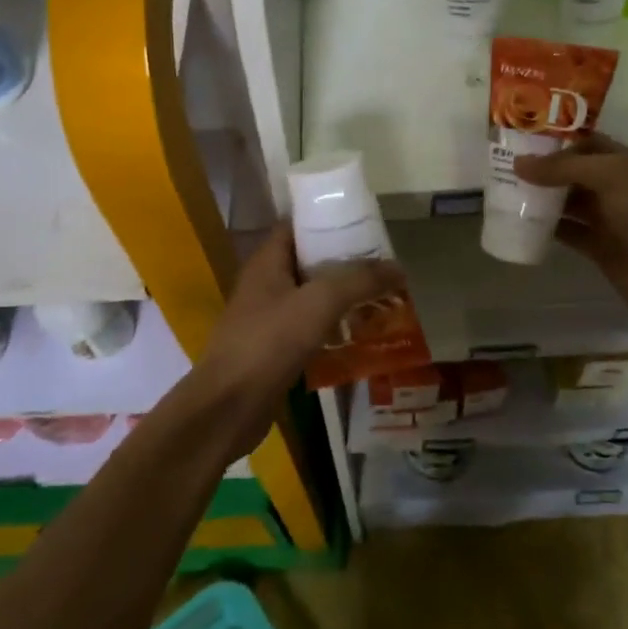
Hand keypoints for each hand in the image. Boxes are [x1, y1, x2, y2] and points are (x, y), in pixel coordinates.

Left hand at [190, 223, 402, 455]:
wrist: (229, 406)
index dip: (329, 221)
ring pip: (311, 297)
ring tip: (380, 297)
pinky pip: (309, 327)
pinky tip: (360, 333)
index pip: (298, 226)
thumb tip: (398, 267)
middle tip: (382, 266)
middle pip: (308, 261)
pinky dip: (333, 326)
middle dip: (344, 262)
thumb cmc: (269, 342)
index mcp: (267, 262)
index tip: (365, 226)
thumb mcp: (320, 303)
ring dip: (342, 297)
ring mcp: (267, 318)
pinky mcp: (274, 349)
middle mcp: (265, 284)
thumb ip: (359, 281)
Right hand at [511, 135, 627, 332]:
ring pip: (570, 203)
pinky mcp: (600, 248)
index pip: (589, 144)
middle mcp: (618, 188)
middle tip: (507, 166)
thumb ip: (563, 169)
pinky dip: (548, 228)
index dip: (560, 141)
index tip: (525, 140)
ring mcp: (609, 219)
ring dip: (544, 198)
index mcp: (627, 164)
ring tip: (508, 192)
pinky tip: (522, 223)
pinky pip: (569, 232)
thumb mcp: (608, 177)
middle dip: (546, 169)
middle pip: (576, 173)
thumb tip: (518, 163)